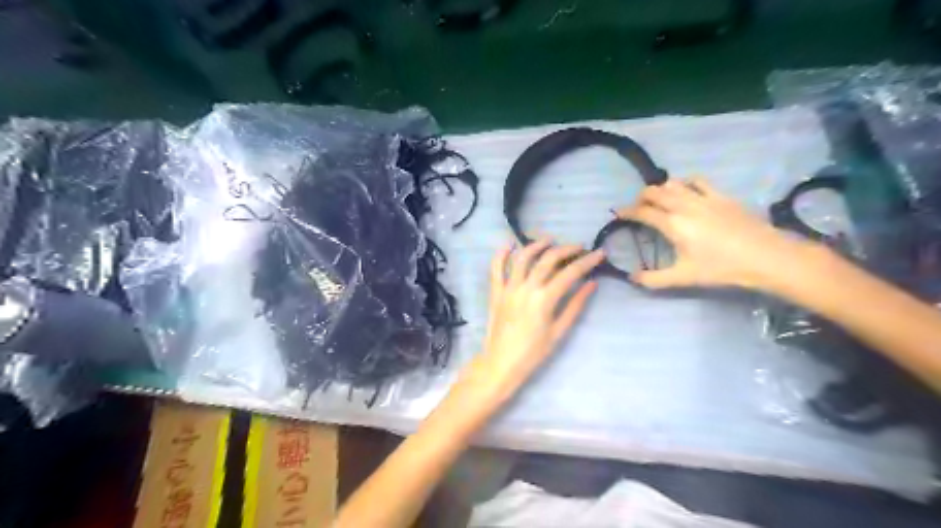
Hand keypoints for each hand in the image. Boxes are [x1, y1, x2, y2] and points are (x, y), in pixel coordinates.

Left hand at [455, 240, 602, 409]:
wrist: (501, 363)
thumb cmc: (533, 353)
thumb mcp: (559, 331)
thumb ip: (575, 305)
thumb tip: (592, 284)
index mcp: (544, 299)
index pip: (570, 273)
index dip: (587, 261)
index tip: (599, 253)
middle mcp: (526, 288)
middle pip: (548, 260)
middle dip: (566, 249)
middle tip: (579, 247)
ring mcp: (508, 288)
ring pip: (523, 258)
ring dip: (537, 245)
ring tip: (550, 239)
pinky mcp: (496, 292)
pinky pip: (496, 268)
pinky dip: (501, 254)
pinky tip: (509, 244)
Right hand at [620, 180, 808, 289]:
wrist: (765, 256)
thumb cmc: (721, 268)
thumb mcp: (683, 278)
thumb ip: (654, 279)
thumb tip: (631, 278)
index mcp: (672, 224)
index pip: (642, 212)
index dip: (626, 211)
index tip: (617, 213)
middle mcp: (684, 206)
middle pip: (654, 192)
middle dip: (641, 197)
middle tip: (638, 207)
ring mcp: (703, 197)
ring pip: (673, 183)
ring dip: (661, 189)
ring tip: (660, 199)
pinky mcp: (721, 195)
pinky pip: (698, 180)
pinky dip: (685, 183)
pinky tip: (686, 190)